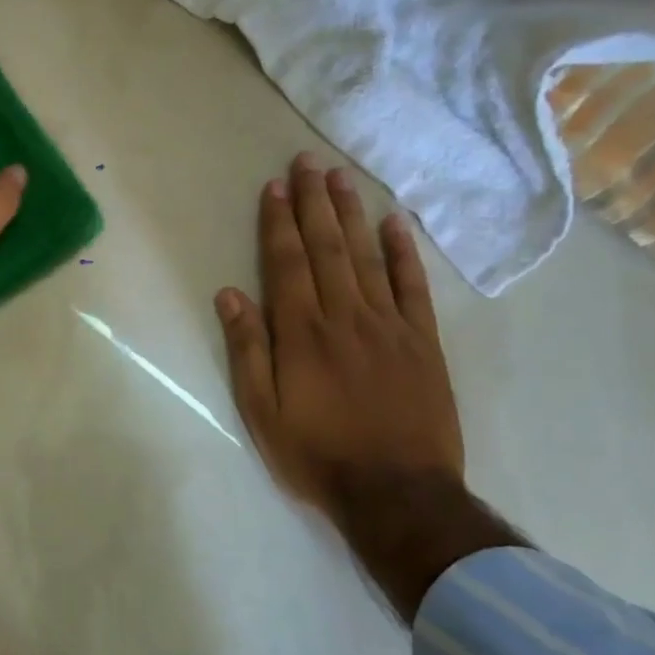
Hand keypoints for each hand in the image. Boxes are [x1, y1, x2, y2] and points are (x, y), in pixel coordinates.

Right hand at [217, 153, 462, 515]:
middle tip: (309, 162)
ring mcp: (389, 326)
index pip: (287, 264)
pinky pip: (413, 287)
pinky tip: (396, 224)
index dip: (279, 223)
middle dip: (314, 203)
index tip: (276, 187)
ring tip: (341, 178)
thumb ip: (248, 351)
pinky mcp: (423, 342)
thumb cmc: (317, 455)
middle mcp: (345, 317)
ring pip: (367, 257)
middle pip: (327, 248)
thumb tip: (230, 295)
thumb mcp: (262, 413)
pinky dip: (404, 252)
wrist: (396, 492)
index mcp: (302, 334)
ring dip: (352, 215)